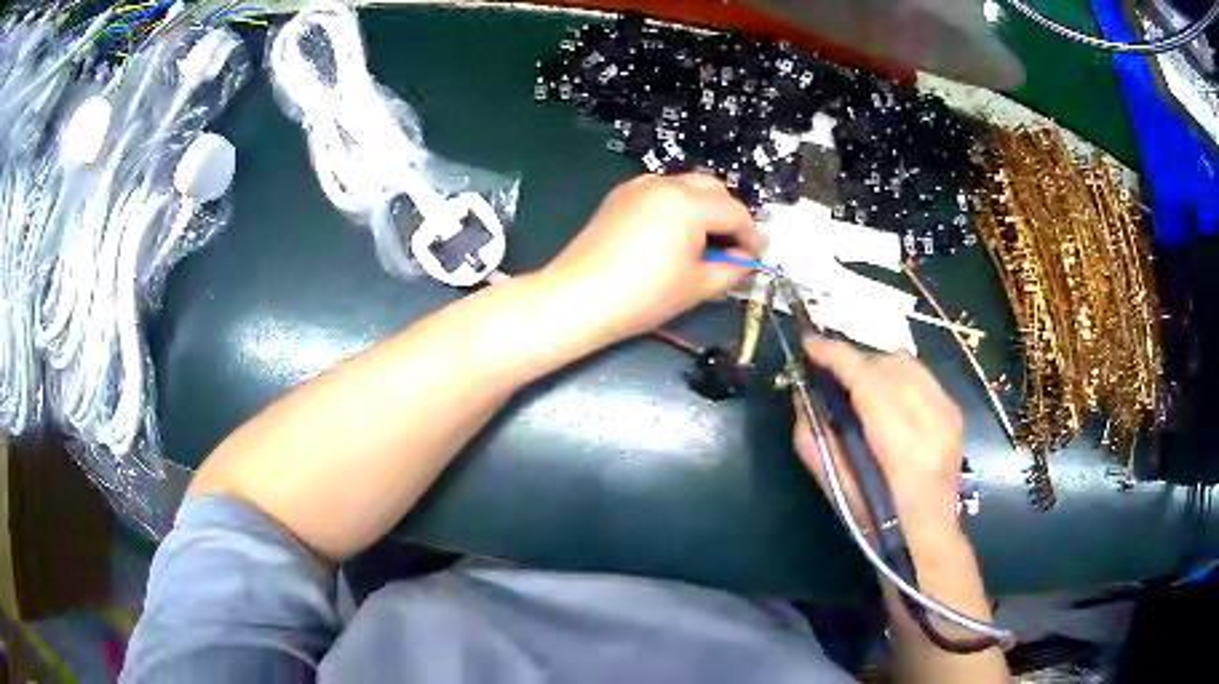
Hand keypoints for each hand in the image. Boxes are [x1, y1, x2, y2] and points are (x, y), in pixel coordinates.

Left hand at [535, 173, 759, 344]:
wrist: (578, 298)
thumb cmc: (643, 295)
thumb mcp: (697, 285)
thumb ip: (731, 268)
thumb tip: (745, 260)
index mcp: (689, 202)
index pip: (735, 212)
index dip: (751, 236)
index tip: (756, 258)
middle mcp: (665, 184)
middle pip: (712, 189)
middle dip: (729, 215)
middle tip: (732, 249)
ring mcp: (638, 186)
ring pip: (686, 186)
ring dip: (704, 208)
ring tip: (704, 243)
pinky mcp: (619, 197)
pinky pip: (661, 192)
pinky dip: (677, 207)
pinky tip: (673, 236)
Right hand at [793, 338, 964, 551]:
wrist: (930, 530)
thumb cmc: (878, 519)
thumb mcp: (837, 488)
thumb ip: (814, 441)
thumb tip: (801, 395)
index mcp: (900, 446)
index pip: (867, 380)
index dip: (836, 356)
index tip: (810, 344)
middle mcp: (930, 420)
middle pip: (885, 364)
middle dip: (853, 361)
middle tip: (830, 373)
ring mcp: (947, 412)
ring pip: (905, 363)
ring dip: (875, 365)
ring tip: (858, 382)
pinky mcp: (954, 410)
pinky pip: (921, 374)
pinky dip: (898, 375)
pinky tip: (888, 393)